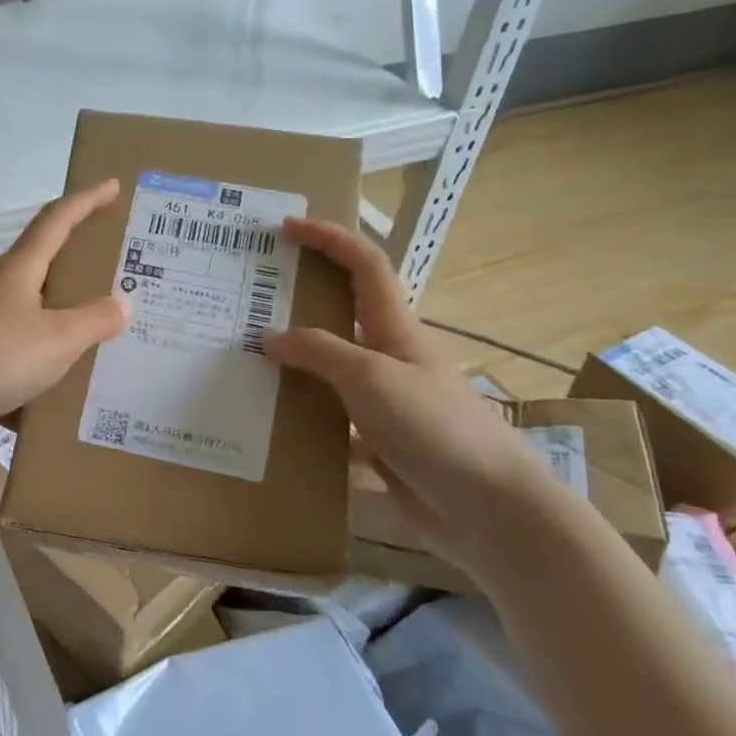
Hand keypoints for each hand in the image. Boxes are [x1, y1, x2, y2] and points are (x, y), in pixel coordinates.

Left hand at [0, 180, 129, 436]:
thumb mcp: (56, 338)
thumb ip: (93, 321)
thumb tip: (122, 303)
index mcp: (18, 275)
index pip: (55, 223)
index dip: (85, 202)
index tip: (111, 186)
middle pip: (43, 272)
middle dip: (79, 270)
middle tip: (119, 277)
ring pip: (34, 324)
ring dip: (65, 328)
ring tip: (104, 342)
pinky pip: (21, 367)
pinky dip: (45, 375)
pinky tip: (67, 395)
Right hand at [262, 218, 560, 560]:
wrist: (488, 508)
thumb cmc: (435, 427)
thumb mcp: (371, 378)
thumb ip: (320, 352)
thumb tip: (270, 337)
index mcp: (397, 329)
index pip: (365, 266)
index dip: (330, 238)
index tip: (288, 227)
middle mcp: (390, 357)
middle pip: (343, 312)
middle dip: (304, 295)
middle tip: (253, 296)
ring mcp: (386, 400)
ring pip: (332, 367)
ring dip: (296, 358)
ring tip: (247, 357)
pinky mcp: (380, 440)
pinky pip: (331, 415)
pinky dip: (303, 412)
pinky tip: (272, 419)